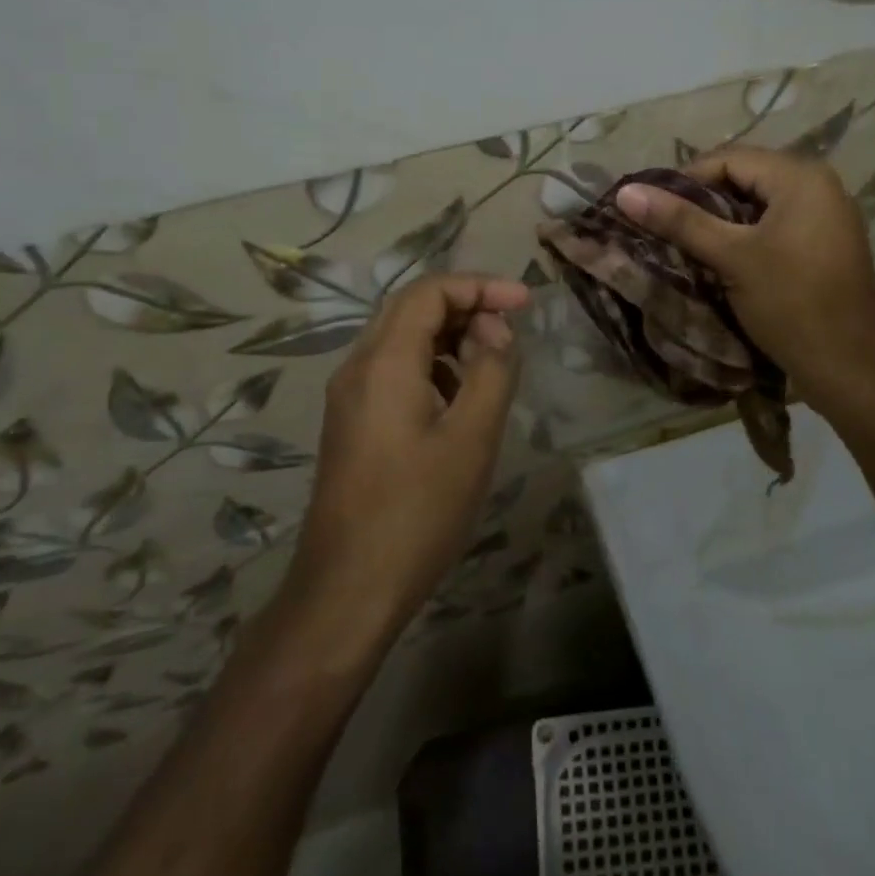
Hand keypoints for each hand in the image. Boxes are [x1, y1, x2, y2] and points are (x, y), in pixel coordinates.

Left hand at [290, 274, 529, 641]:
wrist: (348, 589)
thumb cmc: (418, 511)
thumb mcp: (472, 437)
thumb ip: (492, 371)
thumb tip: (496, 330)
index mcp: (384, 361)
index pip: (430, 292)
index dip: (480, 286)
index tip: (526, 302)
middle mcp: (358, 367)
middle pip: (412, 308)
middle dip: (466, 306)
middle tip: (511, 328)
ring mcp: (350, 397)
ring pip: (402, 340)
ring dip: (450, 336)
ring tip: (492, 363)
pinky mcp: (353, 424)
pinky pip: (395, 371)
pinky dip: (433, 365)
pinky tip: (460, 399)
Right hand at [616, 148, 874, 417]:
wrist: (851, 368)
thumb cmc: (791, 304)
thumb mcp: (732, 258)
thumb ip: (680, 221)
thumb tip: (626, 191)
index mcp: (801, 176)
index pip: (729, 158)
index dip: (686, 180)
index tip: (653, 209)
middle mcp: (820, 185)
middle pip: (746, 178)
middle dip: (704, 201)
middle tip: (668, 229)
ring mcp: (829, 216)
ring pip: (761, 204)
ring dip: (724, 221)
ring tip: (690, 246)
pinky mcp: (828, 244)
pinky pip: (779, 225)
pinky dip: (749, 236)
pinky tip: (726, 261)